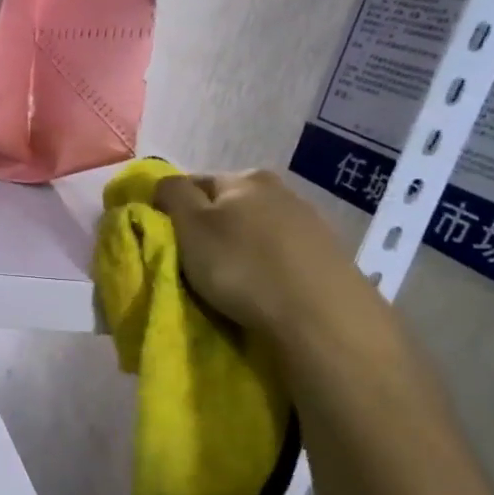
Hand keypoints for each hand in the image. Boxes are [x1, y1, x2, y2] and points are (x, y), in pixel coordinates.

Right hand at [152, 169, 384, 349]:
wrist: (322, 316)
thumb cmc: (243, 266)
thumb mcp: (190, 227)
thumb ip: (172, 195)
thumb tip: (165, 183)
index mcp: (244, 178)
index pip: (193, 183)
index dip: (173, 209)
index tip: (166, 241)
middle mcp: (281, 190)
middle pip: (228, 206)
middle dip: (210, 229)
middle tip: (195, 263)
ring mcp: (310, 222)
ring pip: (257, 230)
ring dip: (240, 248)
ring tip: (230, 282)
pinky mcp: (328, 255)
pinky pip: (282, 254)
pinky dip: (267, 266)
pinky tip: (264, 289)